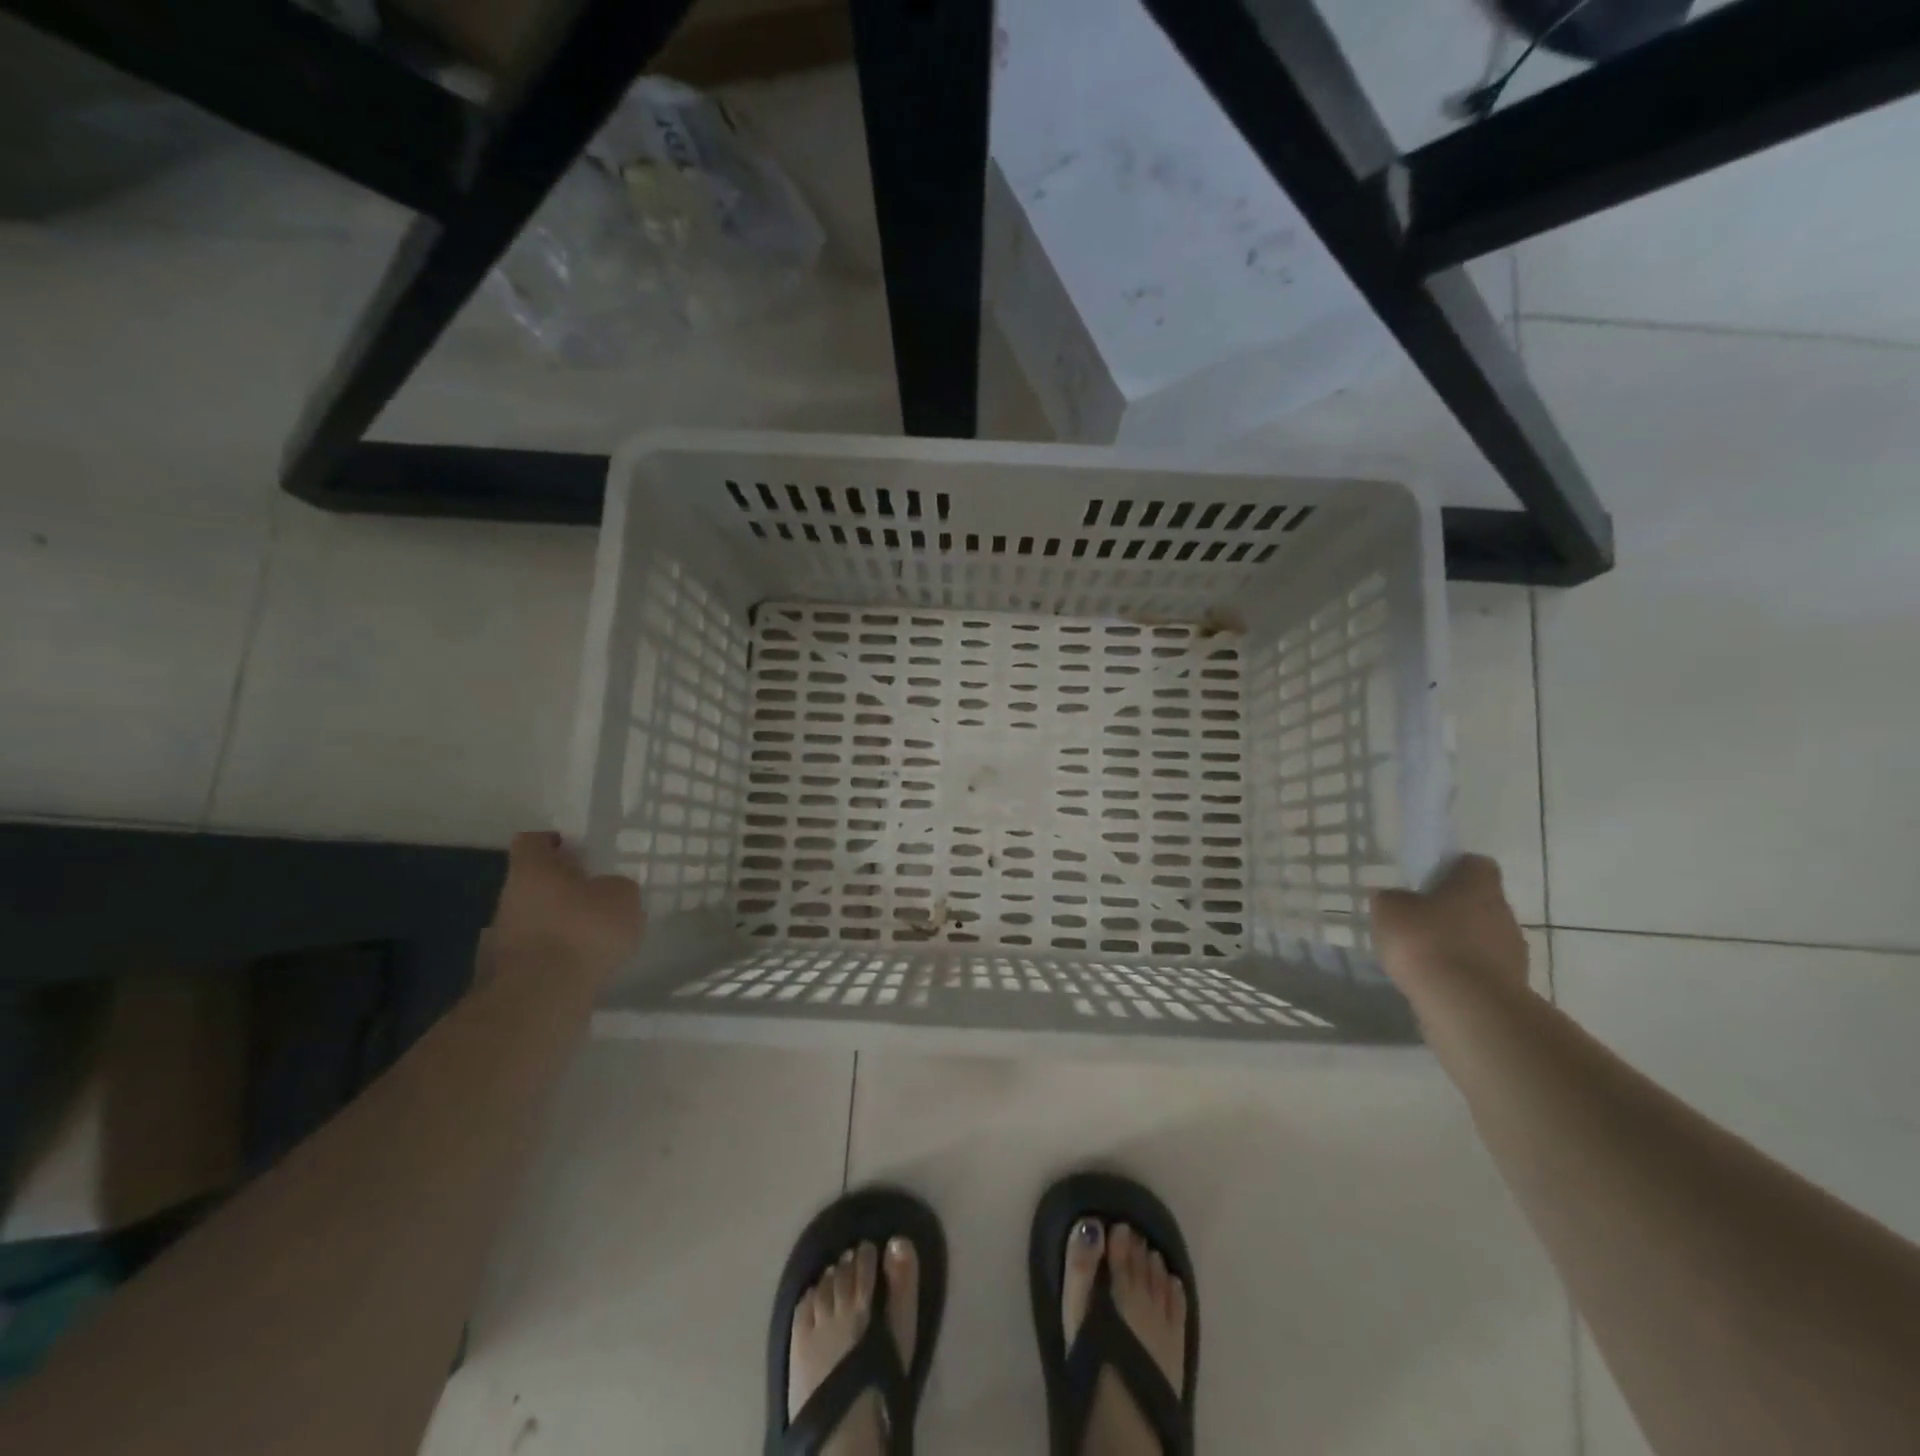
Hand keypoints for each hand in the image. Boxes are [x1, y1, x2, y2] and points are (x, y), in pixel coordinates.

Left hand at [488, 832, 643, 983]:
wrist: (543, 995)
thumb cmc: (582, 929)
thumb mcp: (622, 897)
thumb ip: (617, 888)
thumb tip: (608, 892)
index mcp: (533, 870)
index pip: (532, 841)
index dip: (551, 841)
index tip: (573, 848)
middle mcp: (510, 899)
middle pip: (533, 883)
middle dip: (561, 887)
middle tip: (594, 893)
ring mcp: (504, 938)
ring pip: (535, 919)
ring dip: (560, 923)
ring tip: (595, 934)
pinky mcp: (509, 973)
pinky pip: (538, 952)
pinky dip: (558, 954)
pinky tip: (584, 962)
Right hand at [1371, 854, 1528, 1006]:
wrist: (1467, 1006)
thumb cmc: (1426, 942)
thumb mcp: (1389, 910)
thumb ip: (1393, 899)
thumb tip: (1398, 900)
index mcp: (1479, 885)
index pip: (1475, 864)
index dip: (1453, 869)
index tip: (1428, 881)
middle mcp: (1504, 913)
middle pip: (1480, 902)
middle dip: (1453, 910)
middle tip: (1419, 921)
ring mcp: (1513, 952)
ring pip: (1483, 938)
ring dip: (1459, 944)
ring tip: (1425, 958)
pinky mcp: (1511, 986)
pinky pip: (1483, 969)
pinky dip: (1463, 972)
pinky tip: (1436, 982)